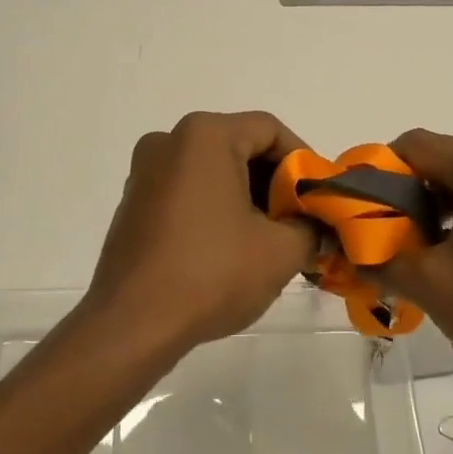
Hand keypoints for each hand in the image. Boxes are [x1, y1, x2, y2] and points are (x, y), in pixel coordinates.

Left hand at [81, 111, 318, 353]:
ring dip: (247, 197)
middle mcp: (169, 141)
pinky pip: (187, 190)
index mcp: (205, 136)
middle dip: (275, 182)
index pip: (270, 130)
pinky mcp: (133, 203)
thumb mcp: (280, 251)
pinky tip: (232, 248)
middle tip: (301, 220)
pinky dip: (215, 208)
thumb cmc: (211, 274)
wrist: (132, 324)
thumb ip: (311, 228)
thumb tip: (316, 228)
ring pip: (212, 170)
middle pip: (239, 146)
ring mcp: (145, 172)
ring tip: (272, 238)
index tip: (320, 197)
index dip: (304, 161)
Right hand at [378, 129, 452, 402]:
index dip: (380, 169)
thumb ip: (380, 259)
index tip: (363, 205)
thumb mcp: (430, 284)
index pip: (416, 145)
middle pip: (444, 160)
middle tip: (386, 230)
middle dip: (408, 191)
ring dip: (437, 205)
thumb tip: (350, 253)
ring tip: (419, 247)